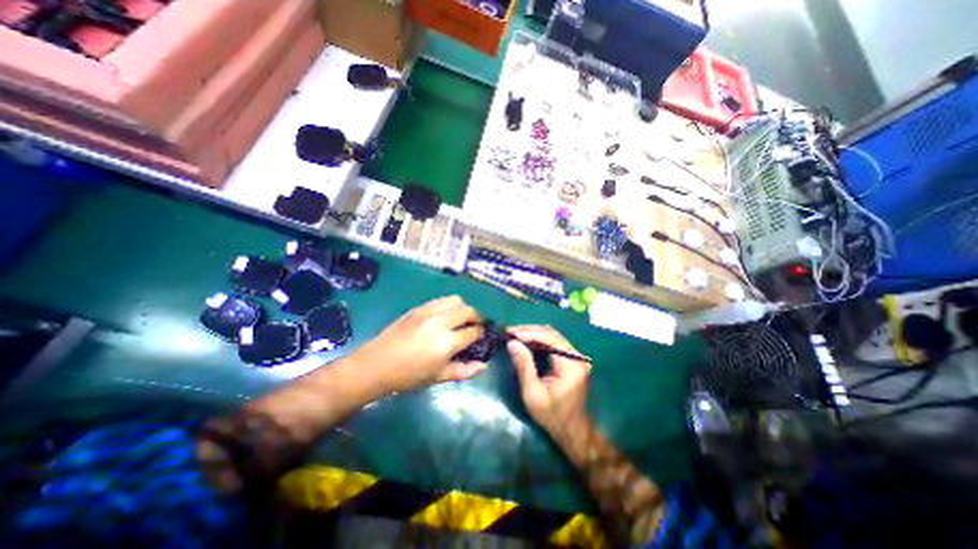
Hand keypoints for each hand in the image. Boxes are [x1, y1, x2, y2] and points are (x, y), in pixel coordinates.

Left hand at [353, 296, 486, 394]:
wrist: (376, 365)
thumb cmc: (409, 376)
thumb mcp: (438, 377)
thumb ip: (464, 371)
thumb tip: (484, 365)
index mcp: (447, 343)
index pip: (473, 332)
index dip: (480, 334)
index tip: (480, 337)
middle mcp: (440, 322)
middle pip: (468, 310)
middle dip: (476, 317)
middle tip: (474, 326)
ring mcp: (428, 312)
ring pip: (455, 300)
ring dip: (463, 307)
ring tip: (460, 318)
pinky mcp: (418, 308)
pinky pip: (440, 300)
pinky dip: (448, 305)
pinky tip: (444, 316)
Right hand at [507, 325, 591, 436]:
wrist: (572, 430)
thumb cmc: (551, 416)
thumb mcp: (532, 393)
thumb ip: (523, 366)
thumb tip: (512, 343)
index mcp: (571, 365)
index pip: (549, 338)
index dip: (528, 332)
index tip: (509, 332)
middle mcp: (577, 357)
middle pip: (551, 334)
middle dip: (529, 331)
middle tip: (509, 332)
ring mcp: (577, 357)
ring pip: (553, 336)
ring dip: (533, 334)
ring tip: (514, 335)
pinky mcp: (573, 358)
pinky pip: (555, 342)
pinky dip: (539, 340)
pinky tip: (526, 341)